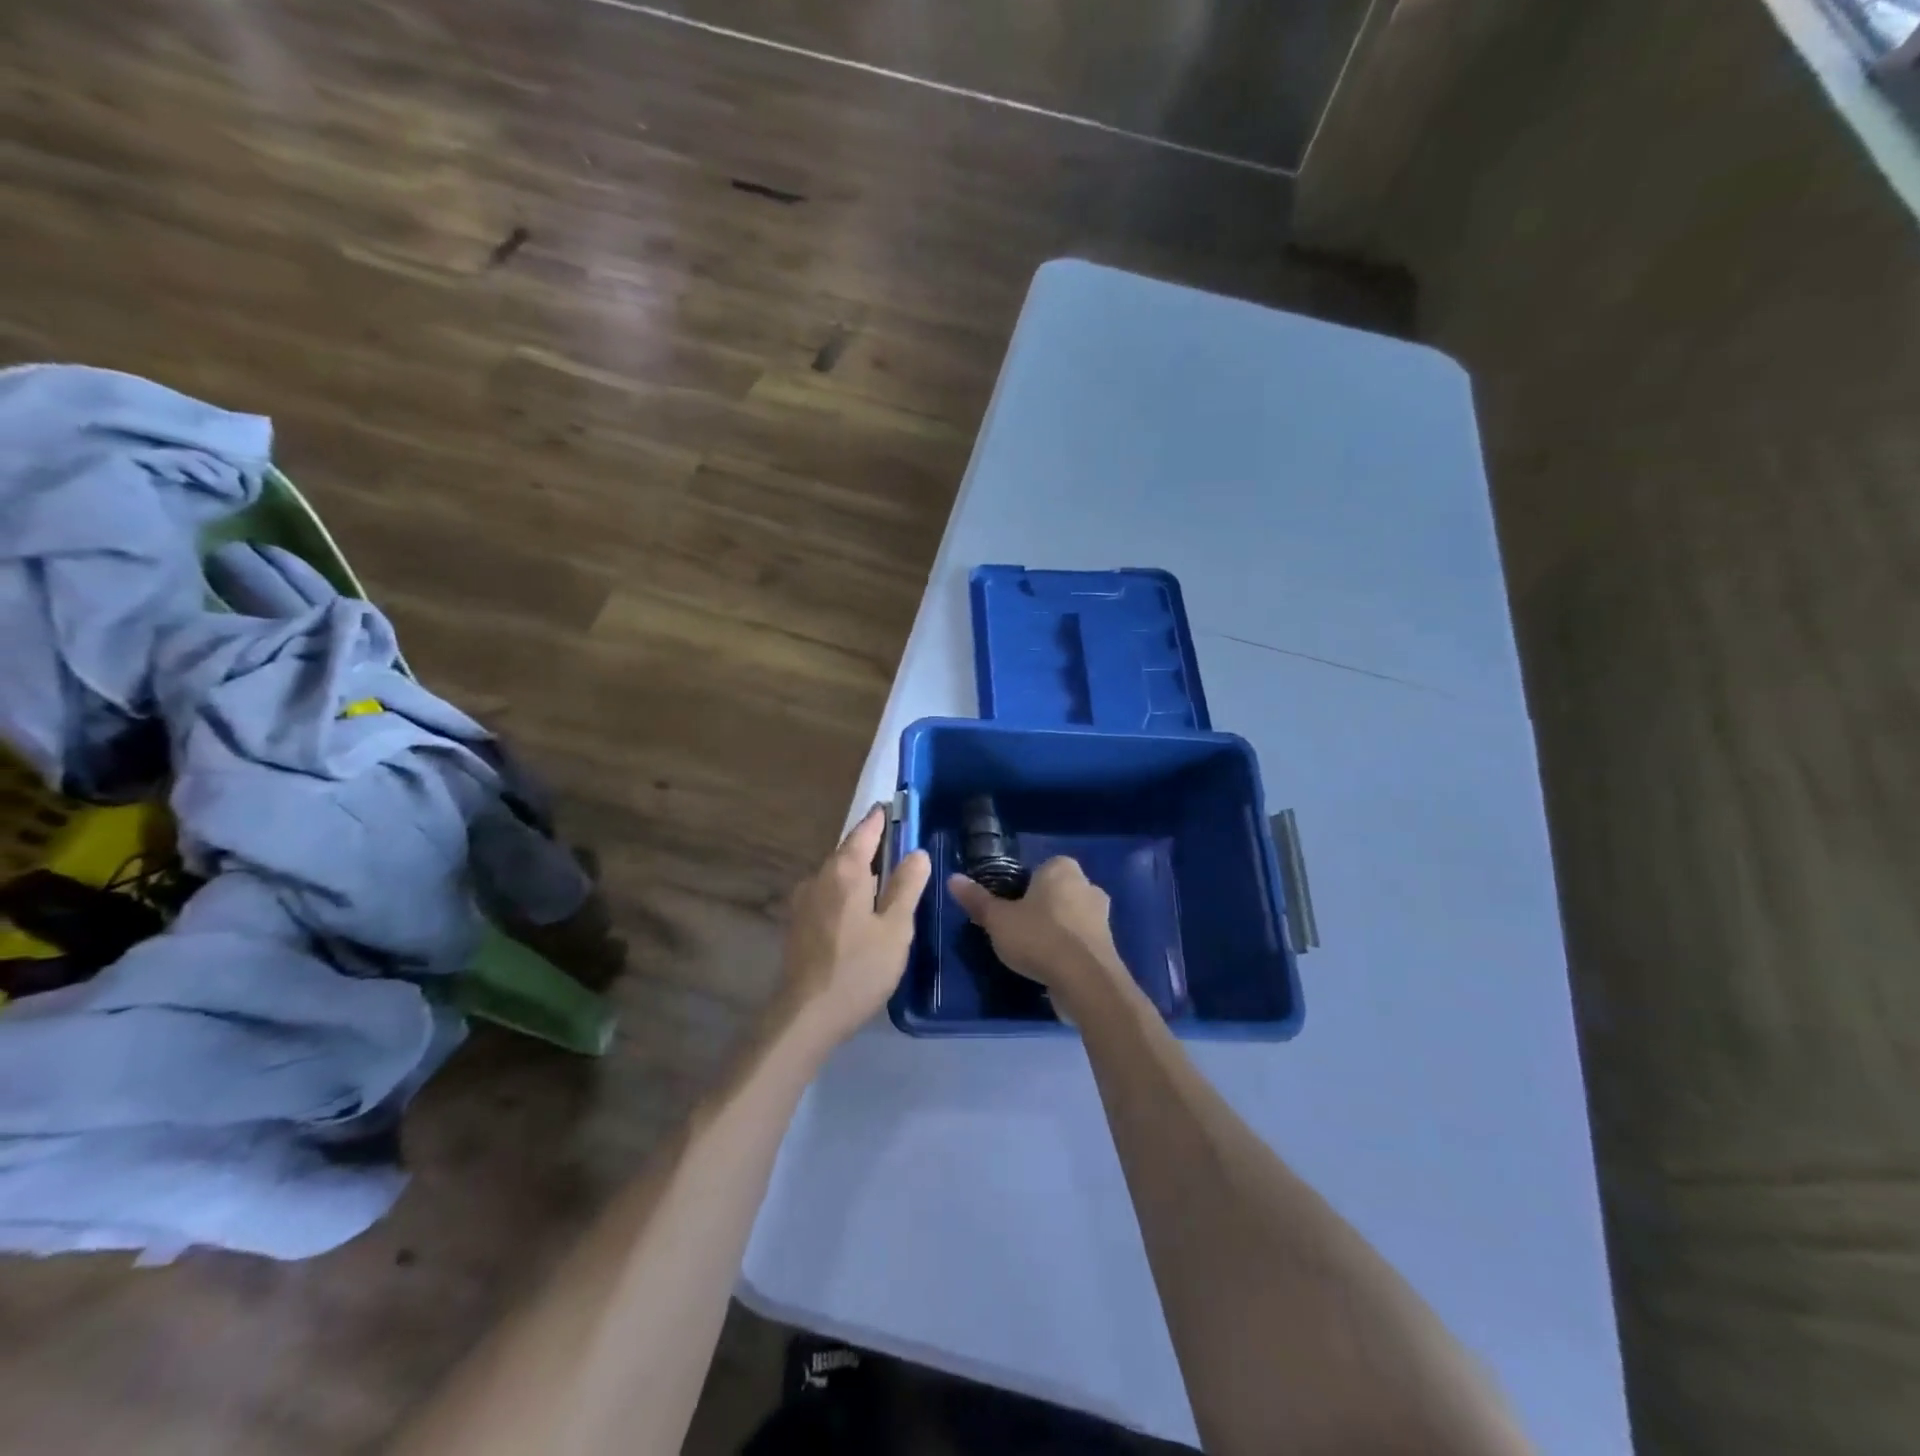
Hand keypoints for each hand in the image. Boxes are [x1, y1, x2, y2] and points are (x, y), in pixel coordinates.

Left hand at [778, 804, 931, 1050]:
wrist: (805, 1015)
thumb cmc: (858, 969)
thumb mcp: (895, 928)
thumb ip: (906, 887)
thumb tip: (917, 852)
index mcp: (845, 872)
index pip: (864, 832)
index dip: (880, 820)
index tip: (892, 808)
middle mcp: (819, 878)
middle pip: (848, 853)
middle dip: (870, 847)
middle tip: (897, 847)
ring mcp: (803, 901)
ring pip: (836, 876)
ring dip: (858, 873)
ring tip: (882, 882)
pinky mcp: (797, 924)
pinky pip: (827, 895)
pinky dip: (845, 893)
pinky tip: (858, 913)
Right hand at [946, 857, 1126, 1011]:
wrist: (1085, 981)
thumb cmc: (1038, 938)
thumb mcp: (998, 920)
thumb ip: (977, 900)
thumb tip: (953, 879)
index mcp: (1062, 868)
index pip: (1038, 869)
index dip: (1021, 888)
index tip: (1008, 909)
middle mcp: (1087, 884)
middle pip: (1055, 893)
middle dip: (1040, 908)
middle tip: (1017, 930)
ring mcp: (1102, 916)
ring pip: (1070, 917)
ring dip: (1055, 931)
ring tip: (1033, 953)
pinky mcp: (1108, 945)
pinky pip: (1080, 941)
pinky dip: (1068, 950)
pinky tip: (1051, 967)